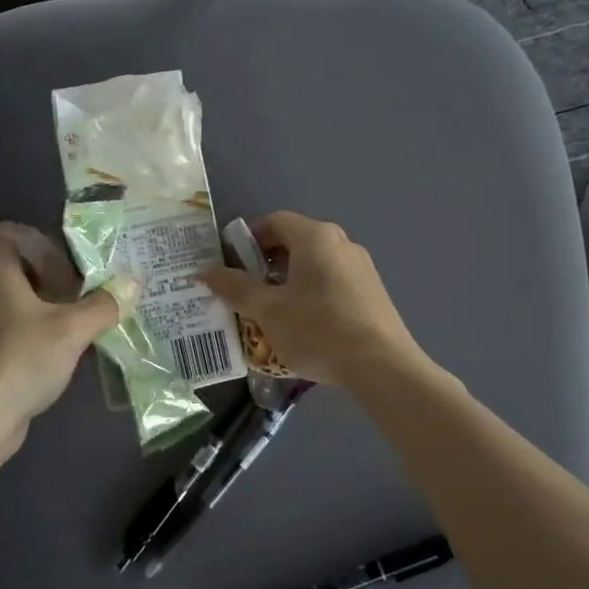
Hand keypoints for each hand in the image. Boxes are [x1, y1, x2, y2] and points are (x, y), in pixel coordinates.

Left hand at [0, 222, 133, 476]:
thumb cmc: (20, 358)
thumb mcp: (71, 329)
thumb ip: (104, 304)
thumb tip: (134, 281)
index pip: (9, 233)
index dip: (40, 241)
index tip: (68, 265)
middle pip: (22, 267)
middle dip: (57, 277)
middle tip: (86, 294)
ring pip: (24, 301)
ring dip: (54, 308)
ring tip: (85, 323)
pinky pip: (20, 330)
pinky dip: (44, 334)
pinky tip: (68, 353)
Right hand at [200, 211, 423, 386]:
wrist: (382, 367)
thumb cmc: (318, 329)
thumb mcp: (268, 310)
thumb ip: (235, 288)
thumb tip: (206, 272)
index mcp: (315, 237)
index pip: (274, 221)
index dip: (248, 239)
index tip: (232, 265)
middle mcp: (341, 243)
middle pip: (295, 241)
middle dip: (265, 263)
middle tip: (247, 291)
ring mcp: (361, 267)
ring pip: (314, 263)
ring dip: (288, 280)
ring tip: (271, 311)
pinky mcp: (372, 292)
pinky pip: (332, 281)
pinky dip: (311, 292)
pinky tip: (304, 324)